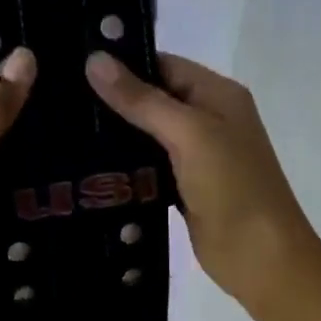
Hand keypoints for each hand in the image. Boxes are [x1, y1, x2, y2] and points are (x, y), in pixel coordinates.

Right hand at [86, 50, 315, 309]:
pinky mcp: (184, 186)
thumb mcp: (188, 134)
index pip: (164, 65)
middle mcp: (209, 118)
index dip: (124, 64)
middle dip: (114, 100)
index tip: (75, 67)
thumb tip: (95, 60)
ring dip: (116, 134)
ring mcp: (197, 155)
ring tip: (64, 128)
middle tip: (60, 100)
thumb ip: (142, 99)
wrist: (261, 260)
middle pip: (154, 98)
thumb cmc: (232, 187)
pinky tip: (88, 165)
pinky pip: (149, 165)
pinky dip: (126, 165)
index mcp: (218, 94)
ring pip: (148, 134)